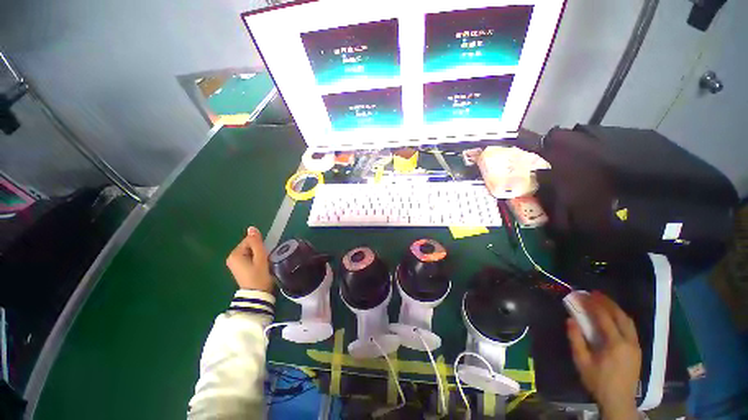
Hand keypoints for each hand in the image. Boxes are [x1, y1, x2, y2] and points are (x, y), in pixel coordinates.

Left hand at [226, 227, 273, 292]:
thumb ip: (256, 242)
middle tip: (263, 260)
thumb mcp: (260, 258)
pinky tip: (259, 267)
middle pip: (249, 246)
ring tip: (262, 264)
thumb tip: (251, 228)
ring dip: (258, 255)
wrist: (256, 295)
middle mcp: (232, 257)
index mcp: (235, 254)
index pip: (249, 240)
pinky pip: (248, 257)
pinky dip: (255, 259)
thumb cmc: (259, 276)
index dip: (259, 246)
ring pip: (250, 251)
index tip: (264, 255)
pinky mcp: (239, 268)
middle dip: (258, 250)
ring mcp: (234, 263)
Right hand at [566, 291, 640, 419]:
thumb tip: (570, 319)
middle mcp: (629, 341)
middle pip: (620, 315)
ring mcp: (636, 346)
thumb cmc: (598, 381)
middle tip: (594, 293)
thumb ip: (576, 339)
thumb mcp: (582, 362)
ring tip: (603, 301)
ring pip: (628, 321)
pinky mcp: (637, 350)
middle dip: (607, 302)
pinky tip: (613, 316)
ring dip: (615, 308)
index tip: (582, 295)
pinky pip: (630, 328)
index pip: (604, 317)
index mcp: (615, 344)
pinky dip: (621, 317)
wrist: (619, 401)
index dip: (593, 304)